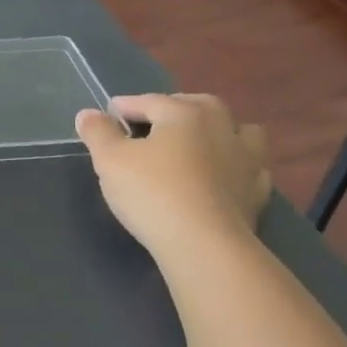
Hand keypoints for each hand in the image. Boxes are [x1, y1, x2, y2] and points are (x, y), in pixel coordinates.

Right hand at [75, 93, 270, 254]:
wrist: (204, 245)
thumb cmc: (152, 193)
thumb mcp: (109, 160)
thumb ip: (98, 132)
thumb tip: (88, 113)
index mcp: (184, 114)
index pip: (149, 101)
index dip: (125, 106)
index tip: (108, 116)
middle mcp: (220, 127)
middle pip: (199, 105)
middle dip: (175, 107)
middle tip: (153, 122)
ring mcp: (246, 159)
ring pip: (239, 130)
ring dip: (219, 130)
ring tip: (198, 142)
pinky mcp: (258, 191)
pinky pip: (251, 167)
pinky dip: (236, 164)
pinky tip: (223, 175)